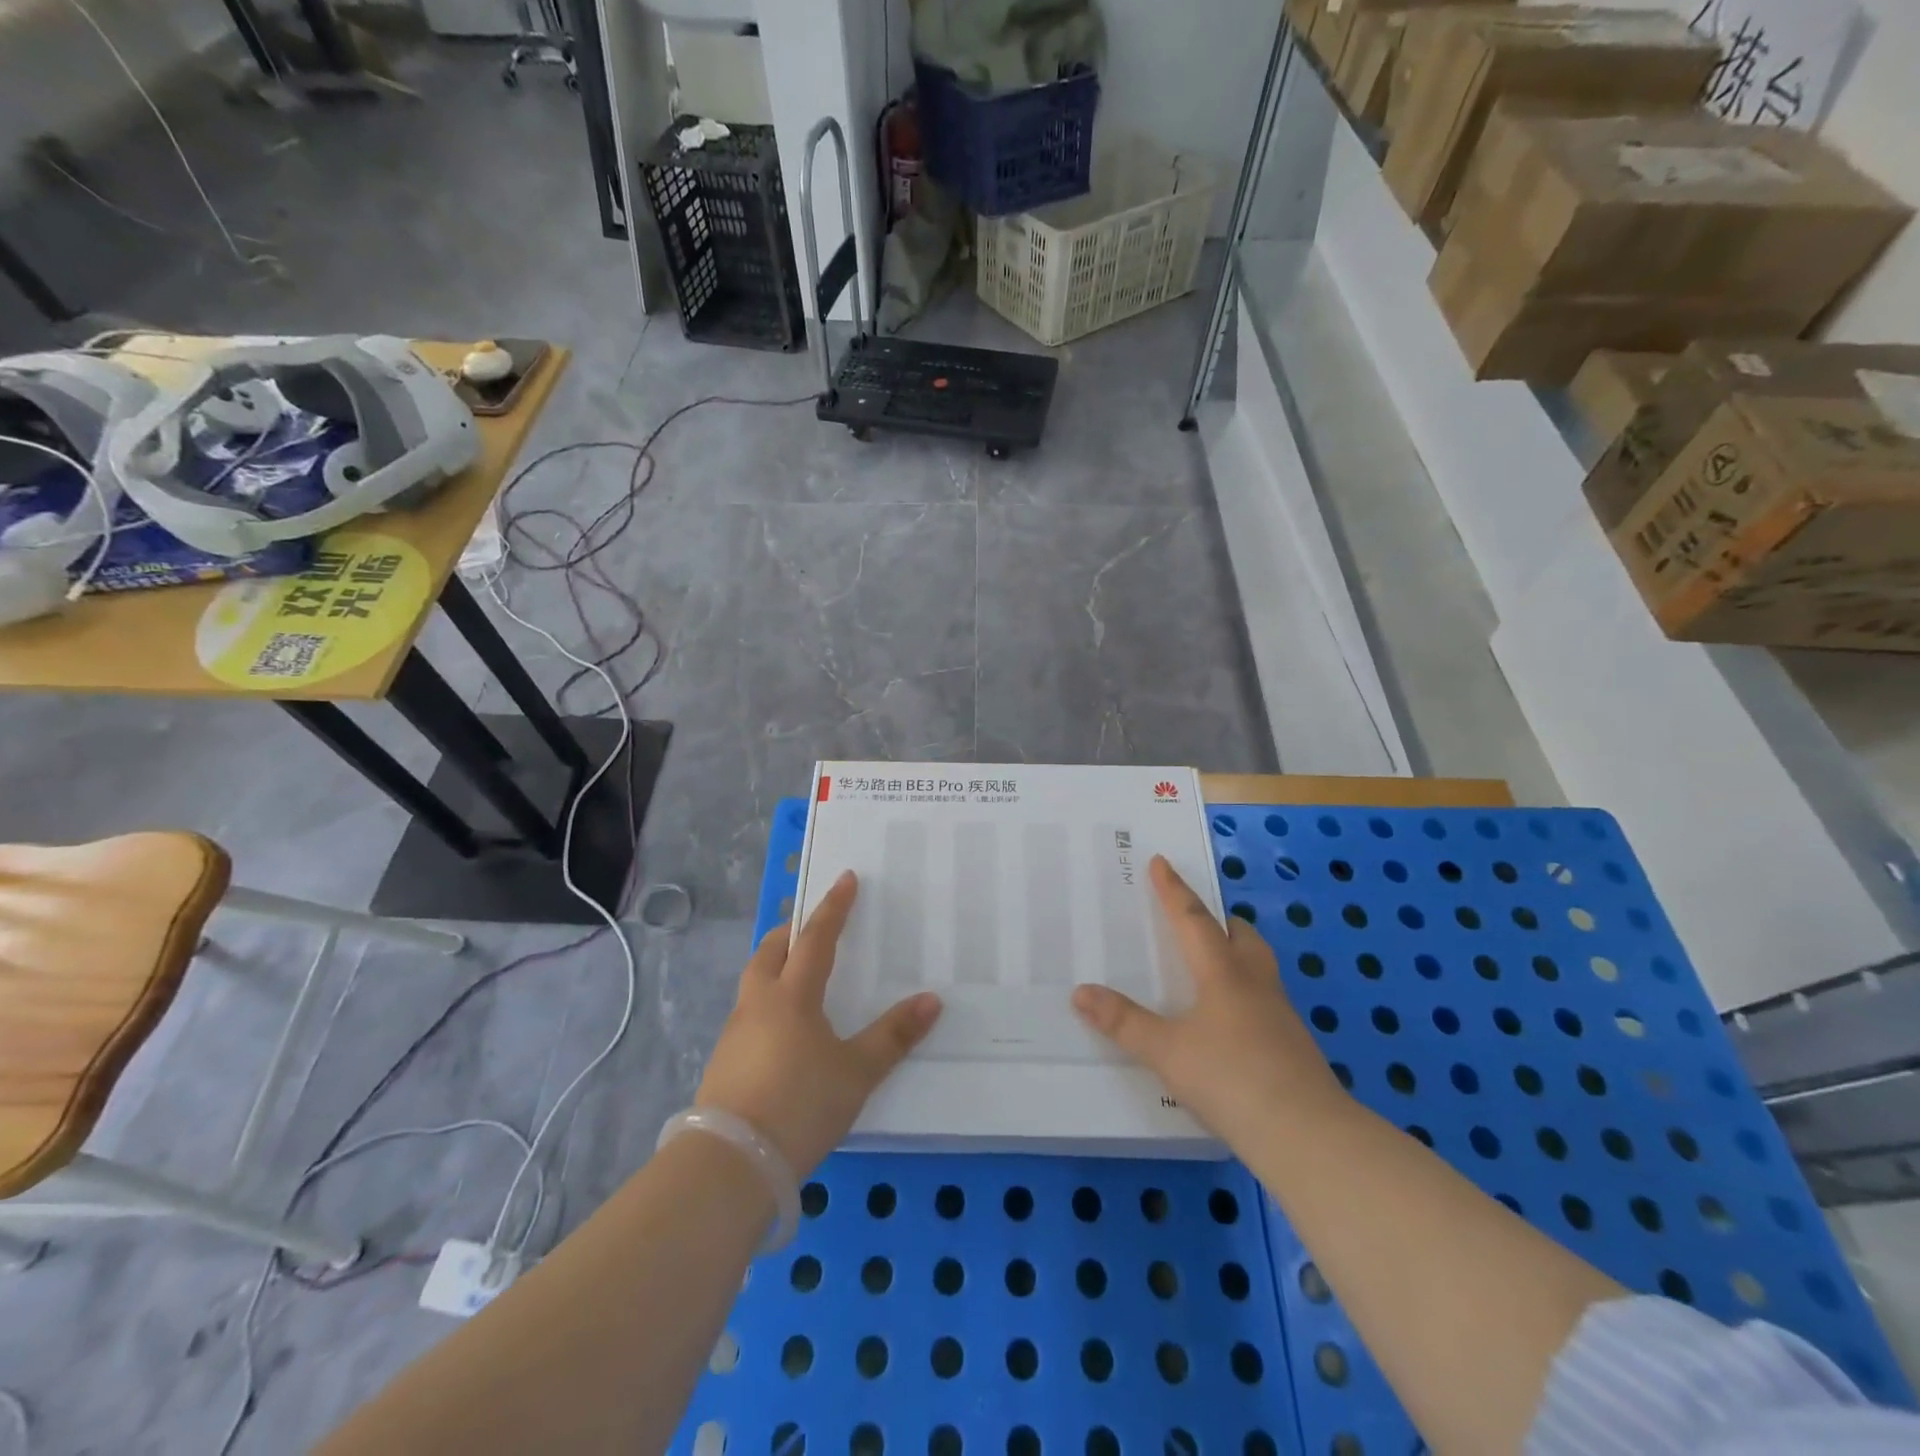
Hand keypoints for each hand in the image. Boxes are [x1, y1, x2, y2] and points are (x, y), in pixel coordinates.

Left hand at [697, 871, 941, 1174]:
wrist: (731, 1164)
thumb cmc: (799, 1105)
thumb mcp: (856, 1073)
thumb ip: (893, 1036)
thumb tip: (931, 1000)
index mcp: (792, 996)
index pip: (816, 938)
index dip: (833, 908)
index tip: (845, 879)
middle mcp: (759, 1004)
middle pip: (770, 951)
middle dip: (790, 931)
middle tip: (809, 924)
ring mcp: (735, 1033)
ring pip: (754, 982)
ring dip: (774, 965)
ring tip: (796, 972)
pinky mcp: (723, 1063)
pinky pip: (748, 1013)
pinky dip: (766, 1001)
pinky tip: (780, 1028)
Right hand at [1073, 855, 1347, 1149]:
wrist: (1307, 1135)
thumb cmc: (1231, 1079)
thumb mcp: (1166, 1052)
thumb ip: (1123, 1022)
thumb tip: (1080, 992)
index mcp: (1223, 973)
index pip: (1193, 919)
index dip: (1173, 890)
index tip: (1161, 862)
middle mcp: (1254, 983)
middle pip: (1241, 935)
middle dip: (1218, 919)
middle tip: (1196, 917)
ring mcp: (1280, 1014)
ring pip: (1258, 965)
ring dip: (1236, 952)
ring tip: (1212, 963)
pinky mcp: (1292, 1044)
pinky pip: (1264, 998)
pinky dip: (1244, 990)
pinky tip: (1230, 1019)